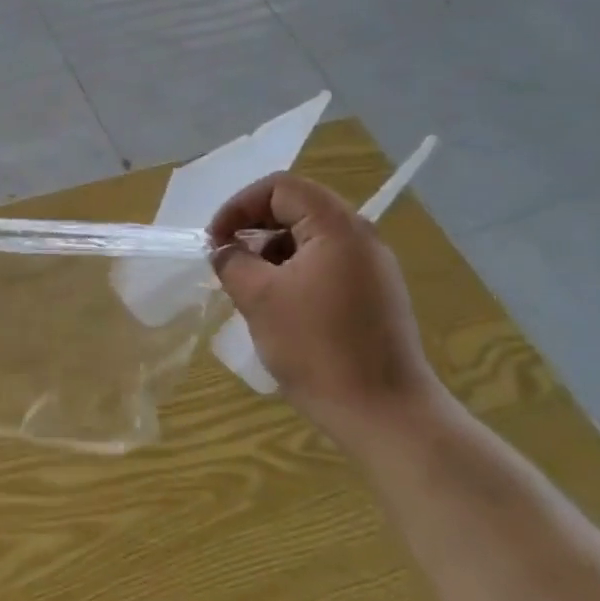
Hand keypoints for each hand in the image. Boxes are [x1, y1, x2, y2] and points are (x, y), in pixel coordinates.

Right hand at [208, 172, 443, 430]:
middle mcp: (360, 237)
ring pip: (310, 238)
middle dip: (254, 227)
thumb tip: (223, 250)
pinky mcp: (373, 295)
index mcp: (337, 228)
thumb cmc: (317, 348)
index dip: (240, 205)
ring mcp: (371, 267)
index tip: (215, 240)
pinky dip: (293, 272)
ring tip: (248, 286)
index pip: (281, 187)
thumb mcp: (259, 298)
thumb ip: (232, 262)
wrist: (383, 413)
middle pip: (297, 207)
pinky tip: (277, 306)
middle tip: (226, 259)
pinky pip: (325, 264)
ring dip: (271, 251)